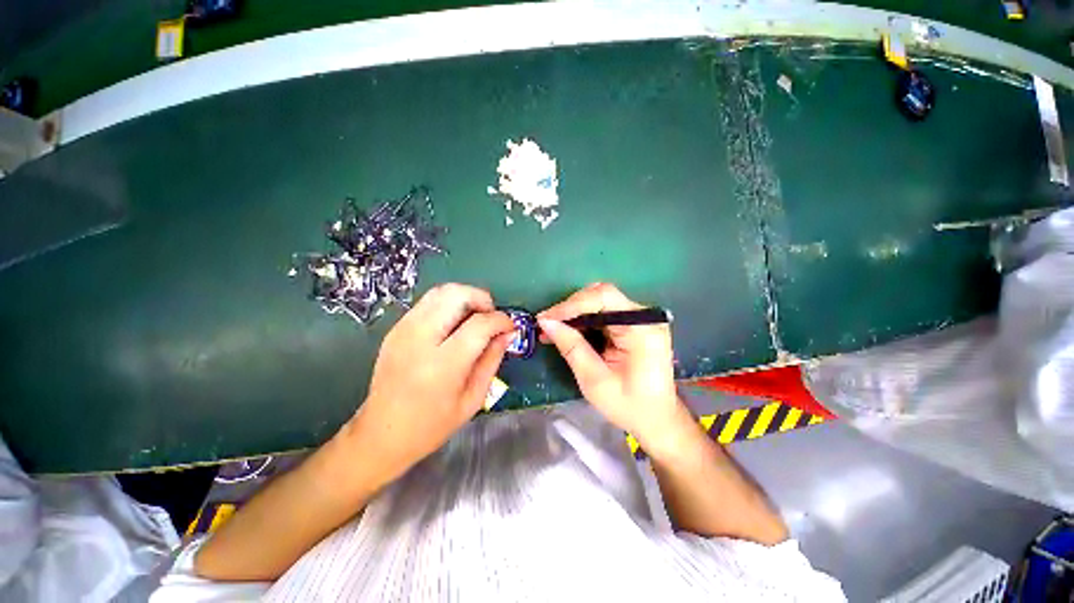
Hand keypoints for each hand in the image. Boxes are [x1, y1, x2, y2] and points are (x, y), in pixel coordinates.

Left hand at [347, 283, 514, 483]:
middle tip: (491, 317)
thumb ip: (493, 359)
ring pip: (441, 291)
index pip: (479, 324)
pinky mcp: (396, 329)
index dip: (501, 320)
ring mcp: (403, 330)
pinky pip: (428, 302)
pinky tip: (455, 325)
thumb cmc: (432, 425)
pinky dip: (449, 304)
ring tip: (475, 318)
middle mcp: (420, 340)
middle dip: (482, 299)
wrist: (381, 434)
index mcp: (442, 365)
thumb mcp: (473, 398)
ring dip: (465, 298)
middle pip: (456, 294)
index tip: (510, 327)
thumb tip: (508, 333)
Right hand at [538, 283, 690, 451]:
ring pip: (599, 302)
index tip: (546, 318)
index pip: (604, 297)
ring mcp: (640, 318)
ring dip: (574, 314)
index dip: (571, 304)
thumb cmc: (629, 405)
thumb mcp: (595, 380)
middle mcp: (644, 316)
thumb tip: (546, 322)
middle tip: (546, 324)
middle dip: (570, 308)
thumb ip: (572, 347)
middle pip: (601, 296)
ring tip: (552, 328)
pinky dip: (583, 320)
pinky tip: (568, 331)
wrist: (657, 419)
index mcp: (642, 328)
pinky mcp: (634, 324)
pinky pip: (603, 313)